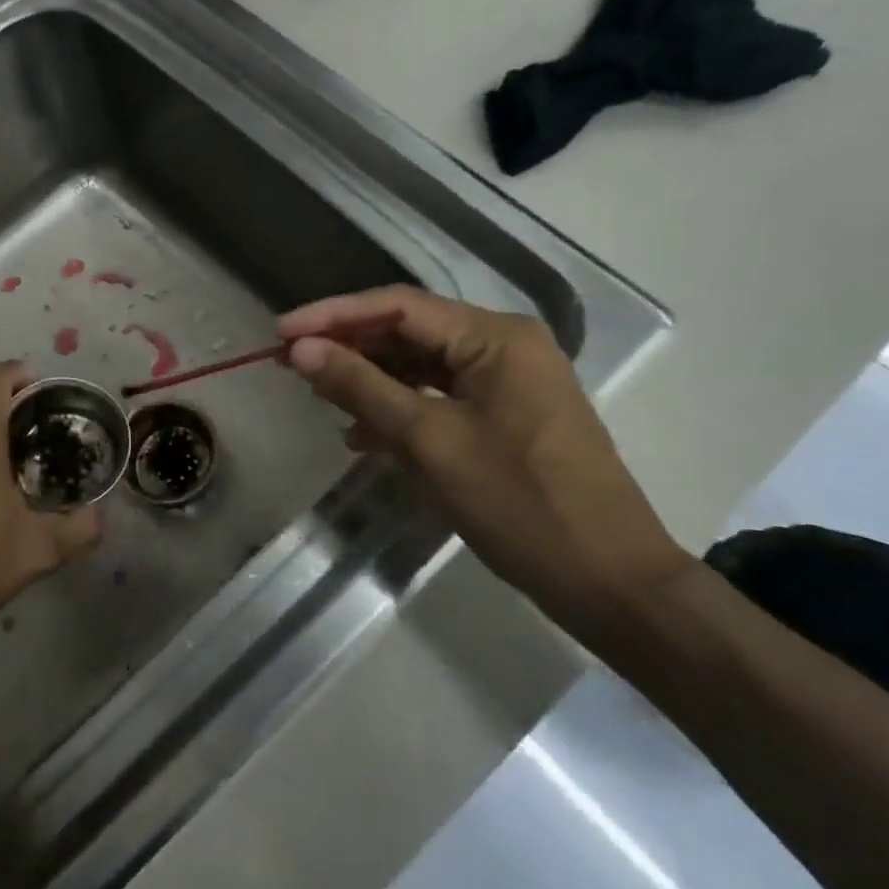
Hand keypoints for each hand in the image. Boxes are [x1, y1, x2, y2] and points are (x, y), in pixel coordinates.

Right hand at [279, 285, 689, 631]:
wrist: (608, 581)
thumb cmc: (519, 503)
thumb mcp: (430, 440)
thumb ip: (362, 387)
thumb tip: (301, 350)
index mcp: (494, 337)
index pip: (397, 306)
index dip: (333, 316)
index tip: (280, 334)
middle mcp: (503, 346)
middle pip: (409, 332)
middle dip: (350, 349)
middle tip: (293, 366)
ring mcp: (508, 383)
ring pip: (421, 367)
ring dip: (371, 382)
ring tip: (321, 400)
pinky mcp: (506, 417)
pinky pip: (439, 398)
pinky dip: (400, 411)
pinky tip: (363, 436)